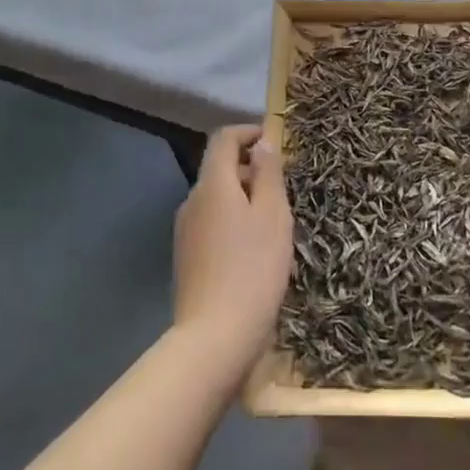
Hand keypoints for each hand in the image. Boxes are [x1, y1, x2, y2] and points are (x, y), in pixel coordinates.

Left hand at [173, 125, 293, 369]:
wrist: (215, 337)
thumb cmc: (253, 268)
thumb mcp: (273, 214)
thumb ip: (268, 173)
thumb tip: (262, 143)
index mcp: (212, 184)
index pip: (224, 139)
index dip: (249, 132)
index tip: (276, 141)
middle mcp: (192, 200)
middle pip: (219, 168)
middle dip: (251, 168)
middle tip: (284, 187)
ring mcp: (185, 231)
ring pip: (217, 198)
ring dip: (244, 197)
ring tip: (275, 221)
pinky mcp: (186, 258)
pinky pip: (212, 224)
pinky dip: (233, 222)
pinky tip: (254, 250)